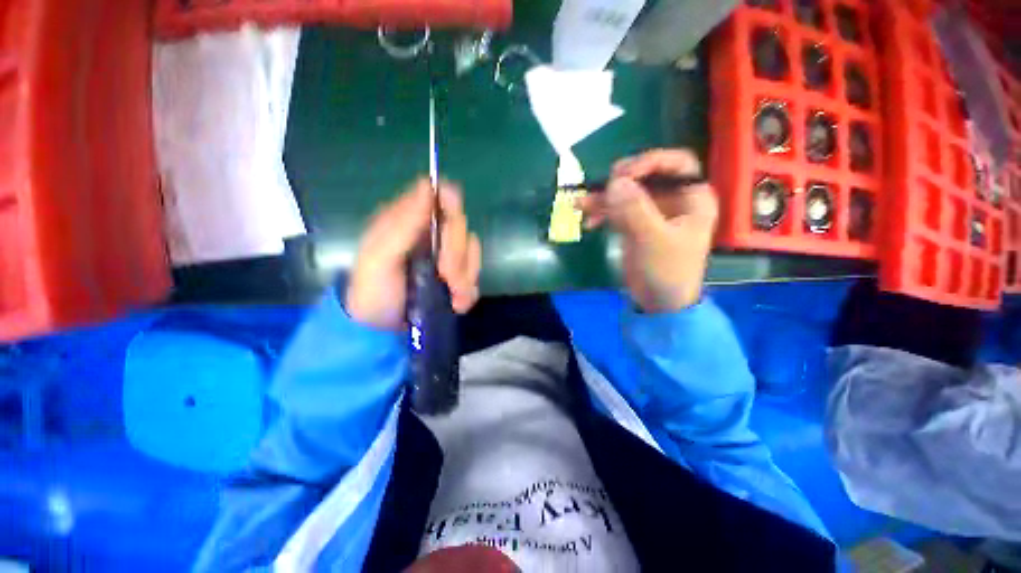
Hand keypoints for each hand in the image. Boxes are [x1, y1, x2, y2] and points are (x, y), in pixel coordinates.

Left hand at [345, 179, 481, 330]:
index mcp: (410, 222)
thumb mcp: (380, 256)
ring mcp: (447, 257)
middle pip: (461, 226)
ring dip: (464, 277)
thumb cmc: (373, 290)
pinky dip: (468, 292)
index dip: (451, 202)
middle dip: (456, 254)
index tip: (450, 219)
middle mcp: (432, 235)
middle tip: (443, 275)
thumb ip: (404, 223)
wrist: (381, 330)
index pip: (439, 196)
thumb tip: (427, 184)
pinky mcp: (457, 279)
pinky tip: (455, 303)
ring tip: (450, 296)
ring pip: (473, 252)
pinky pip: (475, 277)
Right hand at [579, 149, 717, 312]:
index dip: (649, 162)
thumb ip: (635, 210)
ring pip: (626, 193)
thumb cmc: (667, 271)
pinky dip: (601, 213)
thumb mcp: (653, 240)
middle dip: (619, 182)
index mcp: (691, 197)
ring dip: (602, 198)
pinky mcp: (634, 224)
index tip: (622, 175)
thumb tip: (615, 182)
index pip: (675, 163)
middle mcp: (672, 199)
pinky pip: (616, 210)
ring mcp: (651, 211)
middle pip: (645, 176)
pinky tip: (588, 221)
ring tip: (579, 205)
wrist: (658, 301)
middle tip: (600, 189)